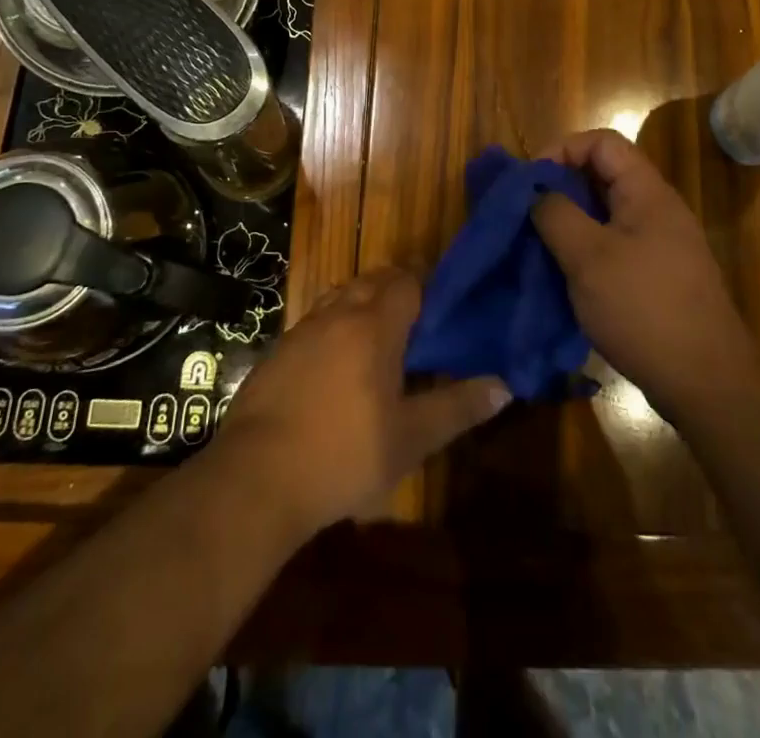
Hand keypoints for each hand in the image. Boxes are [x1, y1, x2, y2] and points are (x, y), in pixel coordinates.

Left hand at [216, 268, 509, 540]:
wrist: (255, 478)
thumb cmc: (343, 455)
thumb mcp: (410, 439)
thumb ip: (457, 408)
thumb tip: (504, 387)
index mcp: (374, 326)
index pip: (405, 281)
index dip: (424, 284)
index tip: (441, 301)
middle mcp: (338, 314)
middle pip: (372, 281)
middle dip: (395, 289)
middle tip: (416, 319)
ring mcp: (302, 330)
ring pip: (339, 296)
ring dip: (361, 302)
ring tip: (378, 334)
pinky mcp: (277, 352)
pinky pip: (314, 320)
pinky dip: (332, 325)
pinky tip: (335, 362)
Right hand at [532, 129, 759, 420]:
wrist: (707, 382)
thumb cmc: (644, 308)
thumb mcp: (588, 257)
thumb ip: (556, 214)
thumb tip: (536, 191)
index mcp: (647, 192)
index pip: (602, 142)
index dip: (563, 149)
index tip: (531, 182)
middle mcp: (658, 209)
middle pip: (604, 176)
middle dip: (561, 188)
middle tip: (527, 215)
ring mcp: (661, 244)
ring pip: (607, 214)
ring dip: (571, 222)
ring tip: (539, 246)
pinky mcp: (659, 276)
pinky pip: (616, 245)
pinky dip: (586, 250)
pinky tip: (566, 276)